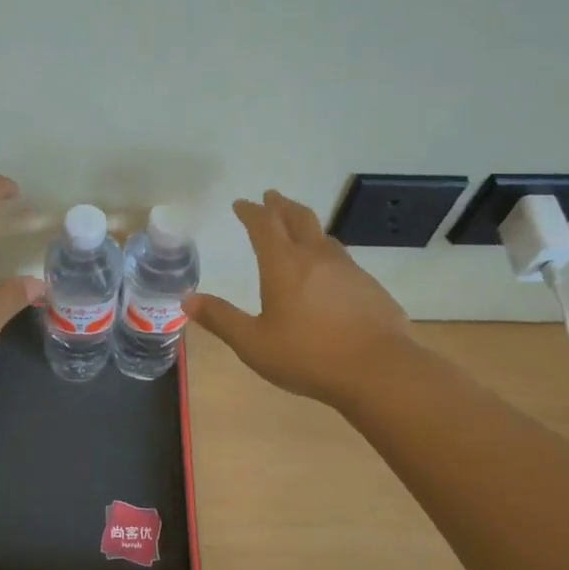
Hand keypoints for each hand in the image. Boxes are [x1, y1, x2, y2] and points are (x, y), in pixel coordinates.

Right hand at [186, 190, 412, 405]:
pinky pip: (342, 259)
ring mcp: (348, 270)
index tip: (241, 204)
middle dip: (281, 206)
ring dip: (306, 226)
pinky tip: (328, 272)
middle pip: (298, 218)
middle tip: (271, 198)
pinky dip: (326, 253)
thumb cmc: (308, 356)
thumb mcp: (253, 343)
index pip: (264, 225)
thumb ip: (221, 319)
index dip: (251, 211)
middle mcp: (316, 257)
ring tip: (298, 229)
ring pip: (323, 236)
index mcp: (283, 265)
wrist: (380, 371)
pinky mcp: (369, 287)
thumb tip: (188, 299)